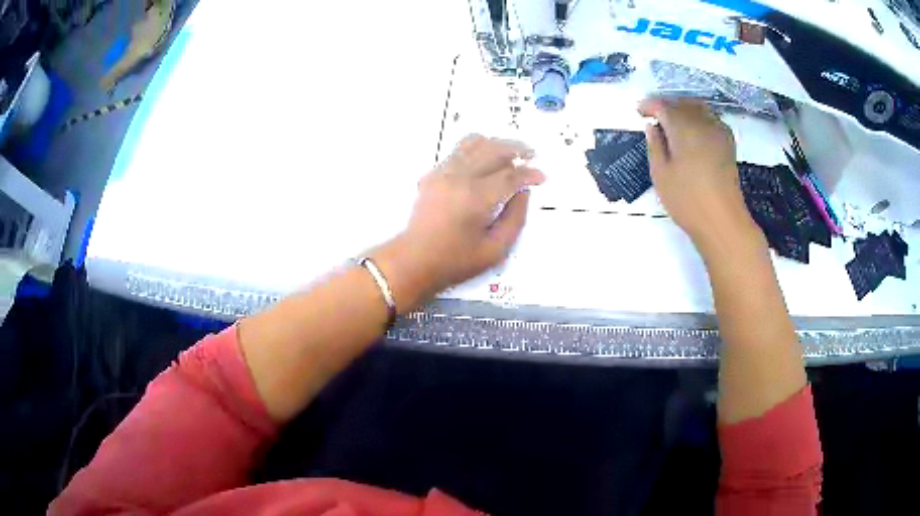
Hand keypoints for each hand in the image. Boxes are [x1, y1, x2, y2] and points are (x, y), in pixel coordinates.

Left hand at [372, 135, 544, 311]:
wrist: (414, 260)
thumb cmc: (456, 261)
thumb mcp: (496, 250)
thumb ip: (516, 219)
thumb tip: (523, 193)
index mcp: (476, 198)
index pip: (510, 176)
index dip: (529, 174)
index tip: (541, 176)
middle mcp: (459, 178)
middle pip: (493, 150)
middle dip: (516, 148)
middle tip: (531, 154)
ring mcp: (443, 173)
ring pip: (474, 143)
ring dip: (496, 143)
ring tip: (510, 152)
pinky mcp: (433, 174)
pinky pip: (458, 150)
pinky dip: (477, 149)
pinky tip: (486, 159)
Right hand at [639, 98, 758, 252]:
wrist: (723, 221)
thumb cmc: (687, 201)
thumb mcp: (660, 174)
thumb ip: (654, 145)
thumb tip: (652, 126)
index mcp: (683, 128)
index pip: (662, 106)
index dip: (649, 106)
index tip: (639, 112)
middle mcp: (702, 122)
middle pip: (681, 103)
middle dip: (666, 105)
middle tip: (653, 116)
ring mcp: (718, 131)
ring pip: (697, 108)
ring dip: (682, 109)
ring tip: (672, 122)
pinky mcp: (727, 143)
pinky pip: (710, 118)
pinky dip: (698, 117)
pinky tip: (692, 130)